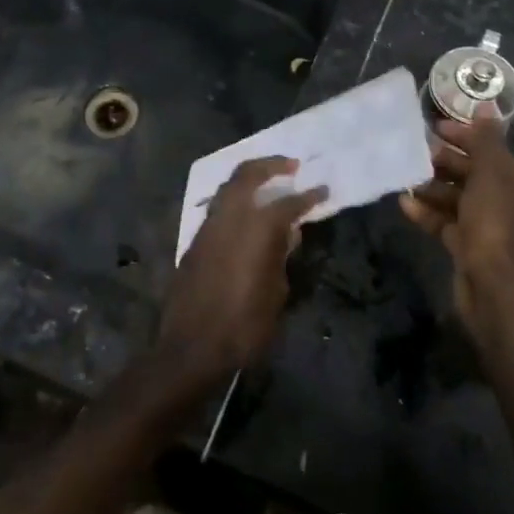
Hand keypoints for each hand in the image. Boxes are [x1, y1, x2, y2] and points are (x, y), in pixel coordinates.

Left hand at [161, 157, 326, 390]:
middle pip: (247, 175)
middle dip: (270, 165)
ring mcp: (207, 227)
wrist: (190, 348)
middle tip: (291, 166)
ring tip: (269, 185)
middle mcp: (228, 218)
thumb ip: (281, 258)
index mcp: (255, 230)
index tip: (323, 189)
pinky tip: (247, 215)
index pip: (287, 204)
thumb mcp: (275, 295)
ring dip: (249, 180)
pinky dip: (235, 201)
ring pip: (227, 188)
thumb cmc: (243, 327)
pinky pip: (218, 208)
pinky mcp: (194, 241)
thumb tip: (287, 235)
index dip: (308, 196)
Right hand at [399, 116, 513, 341]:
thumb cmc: (493, 221)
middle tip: (412, 153)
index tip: (432, 126)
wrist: (494, 286)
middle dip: (442, 160)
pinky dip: (426, 212)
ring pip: (453, 196)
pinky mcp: (465, 244)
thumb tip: (486, 105)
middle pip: (468, 170)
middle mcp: (501, 197)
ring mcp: (483, 223)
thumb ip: (486, 139)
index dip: (462, 134)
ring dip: (430, 187)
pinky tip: (404, 204)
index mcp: (513, 176)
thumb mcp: (491, 172)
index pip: (487, 146)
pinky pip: (443, 221)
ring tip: (404, 179)